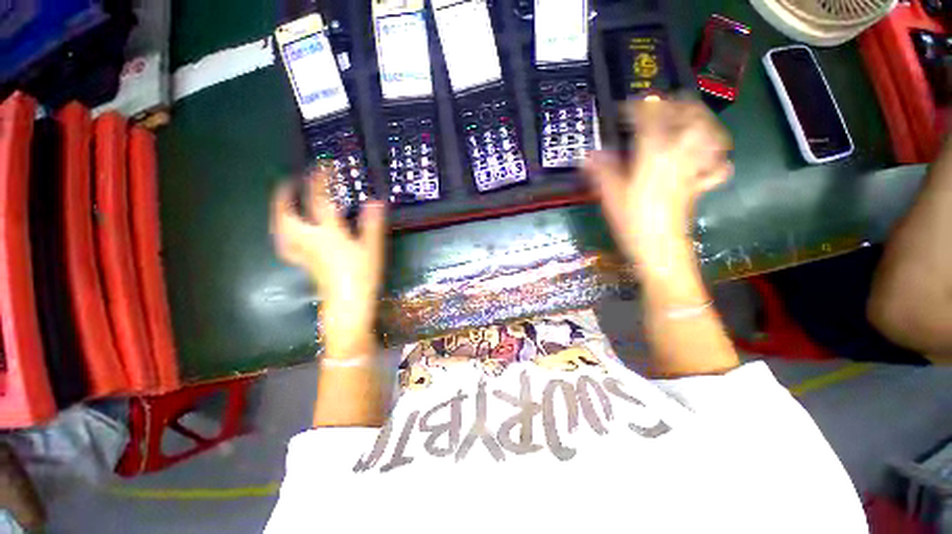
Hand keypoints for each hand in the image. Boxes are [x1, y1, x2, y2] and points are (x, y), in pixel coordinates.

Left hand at [271, 170, 386, 355]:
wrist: (348, 305)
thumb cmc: (362, 276)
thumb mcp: (372, 248)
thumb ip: (372, 224)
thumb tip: (375, 200)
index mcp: (327, 233)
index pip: (320, 200)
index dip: (320, 180)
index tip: (322, 165)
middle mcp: (309, 239)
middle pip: (286, 213)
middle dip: (285, 194)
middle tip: (291, 181)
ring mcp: (303, 253)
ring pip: (281, 228)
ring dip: (279, 211)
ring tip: (285, 202)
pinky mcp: (304, 263)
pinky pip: (285, 243)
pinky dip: (283, 232)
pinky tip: (290, 231)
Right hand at [584, 98, 732, 267]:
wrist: (659, 248)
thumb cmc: (632, 221)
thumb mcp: (610, 194)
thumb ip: (601, 170)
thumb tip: (587, 155)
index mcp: (654, 152)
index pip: (649, 116)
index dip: (636, 107)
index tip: (624, 109)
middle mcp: (680, 152)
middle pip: (688, 113)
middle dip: (674, 103)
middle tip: (658, 107)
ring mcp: (695, 167)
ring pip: (710, 131)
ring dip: (700, 119)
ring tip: (686, 119)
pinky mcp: (701, 184)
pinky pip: (718, 164)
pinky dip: (716, 154)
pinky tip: (707, 154)